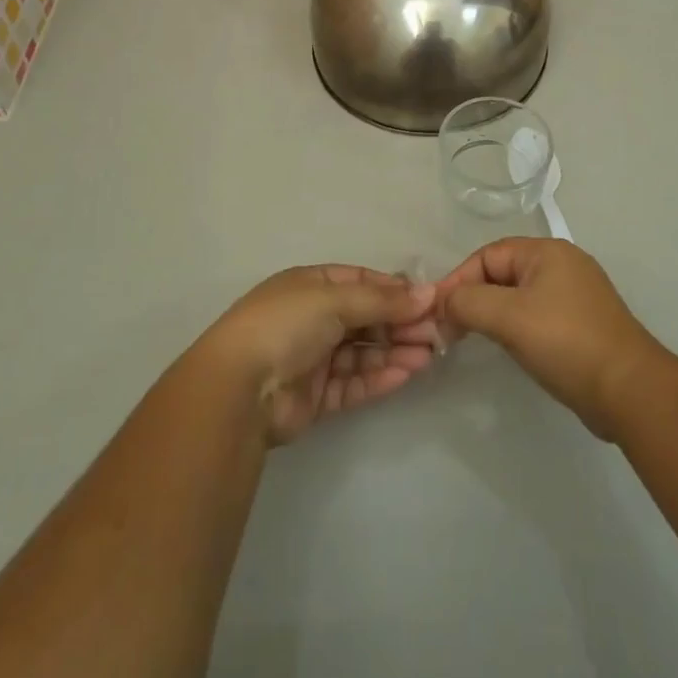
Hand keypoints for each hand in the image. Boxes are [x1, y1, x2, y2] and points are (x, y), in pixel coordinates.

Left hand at [200, 265, 441, 445]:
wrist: (239, 389)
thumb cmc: (285, 325)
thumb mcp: (334, 300)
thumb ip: (382, 300)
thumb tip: (429, 293)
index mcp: (310, 285)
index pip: (361, 281)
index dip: (394, 289)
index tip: (429, 299)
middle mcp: (313, 318)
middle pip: (366, 317)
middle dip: (400, 322)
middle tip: (438, 331)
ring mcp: (314, 358)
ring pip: (364, 352)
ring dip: (395, 351)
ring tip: (430, 354)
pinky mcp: (317, 395)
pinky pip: (355, 383)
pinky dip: (380, 378)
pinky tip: (407, 374)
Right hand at [436, 238, 664, 439]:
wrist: (630, 391)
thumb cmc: (566, 342)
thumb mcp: (508, 317)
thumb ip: (468, 302)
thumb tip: (442, 303)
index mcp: (547, 251)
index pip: (488, 255)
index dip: (458, 280)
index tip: (437, 313)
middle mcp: (563, 265)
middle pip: (502, 274)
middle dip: (473, 299)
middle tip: (450, 331)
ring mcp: (575, 296)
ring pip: (518, 297)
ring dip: (493, 316)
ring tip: (472, 340)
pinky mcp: (582, 325)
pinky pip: (536, 317)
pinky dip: (516, 328)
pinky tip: (509, 349)